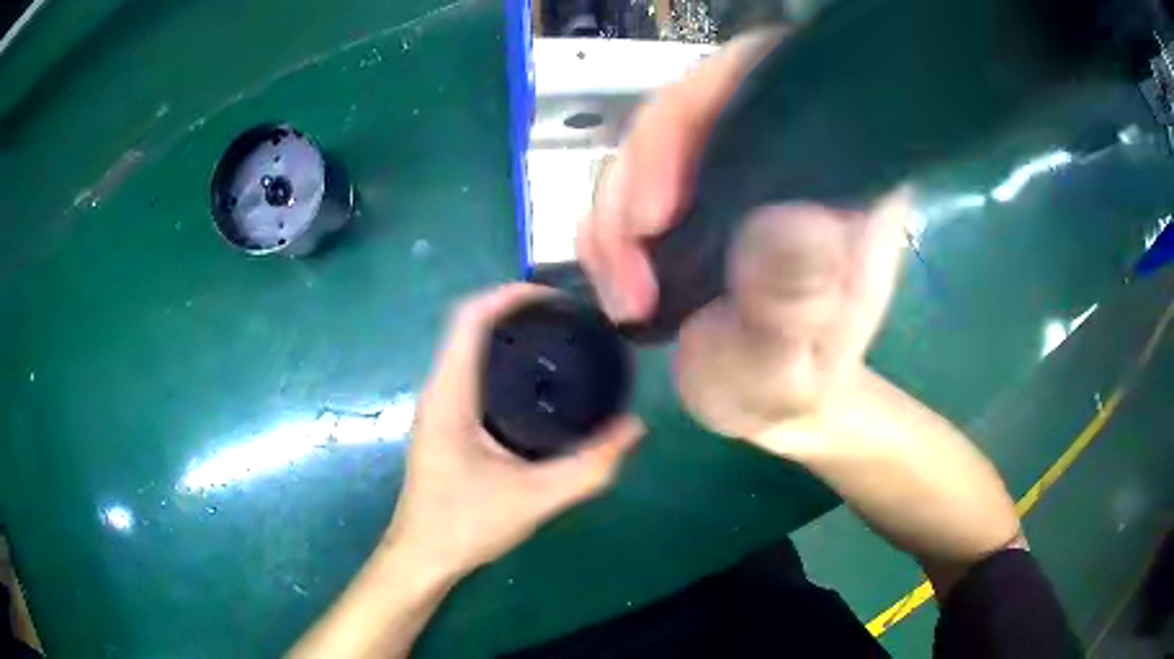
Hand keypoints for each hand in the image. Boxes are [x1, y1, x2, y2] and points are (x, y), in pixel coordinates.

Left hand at [385, 284, 643, 578]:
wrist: (423, 556)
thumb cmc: (466, 525)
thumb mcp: (535, 498)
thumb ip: (590, 467)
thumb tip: (634, 428)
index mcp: (450, 396)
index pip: (469, 319)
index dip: (507, 294)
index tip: (554, 297)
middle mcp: (439, 391)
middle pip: (468, 325)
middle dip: (514, 309)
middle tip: (567, 317)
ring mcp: (438, 406)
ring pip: (467, 348)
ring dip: (505, 332)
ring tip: (556, 338)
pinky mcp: (444, 422)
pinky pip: (469, 371)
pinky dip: (499, 359)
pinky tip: (534, 381)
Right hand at [576, 31, 910, 441]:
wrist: (767, 405)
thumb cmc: (790, 389)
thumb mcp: (792, 367)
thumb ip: (795, 303)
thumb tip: (792, 222)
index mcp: (841, 178)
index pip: (774, 83)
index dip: (704, 108)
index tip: (661, 205)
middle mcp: (789, 155)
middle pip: (695, 105)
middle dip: (640, 176)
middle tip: (627, 262)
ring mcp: (736, 168)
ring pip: (650, 143)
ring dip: (614, 215)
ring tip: (625, 293)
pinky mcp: (694, 191)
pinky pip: (630, 180)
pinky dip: (606, 228)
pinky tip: (617, 281)